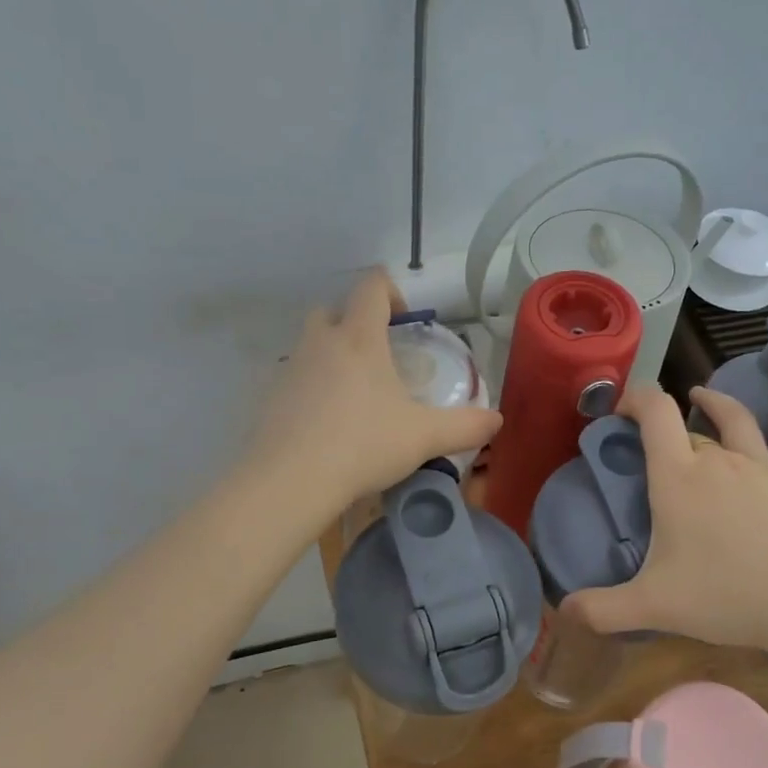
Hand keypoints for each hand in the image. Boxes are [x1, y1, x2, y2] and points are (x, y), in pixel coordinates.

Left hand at [248, 270, 501, 512]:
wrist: (289, 481)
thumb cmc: (363, 445)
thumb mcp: (424, 437)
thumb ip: (465, 426)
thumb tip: (497, 421)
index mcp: (359, 338)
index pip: (371, 286)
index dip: (391, 291)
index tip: (406, 320)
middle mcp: (320, 342)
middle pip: (332, 309)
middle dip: (354, 322)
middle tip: (378, 356)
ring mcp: (289, 368)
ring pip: (310, 344)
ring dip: (331, 355)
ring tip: (355, 394)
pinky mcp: (270, 397)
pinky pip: (294, 379)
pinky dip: (311, 388)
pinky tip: (327, 424)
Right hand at [564, 371, 767, 652]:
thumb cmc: (728, 597)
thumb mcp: (654, 606)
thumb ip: (602, 609)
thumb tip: (562, 611)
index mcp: (678, 478)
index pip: (654, 415)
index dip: (636, 399)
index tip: (620, 408)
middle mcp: (717, 460)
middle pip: (687, 430)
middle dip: (665, 428)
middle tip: (650, 444)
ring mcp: (761, 467)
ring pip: (734, 421)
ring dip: (714, 403)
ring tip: (700, 395)